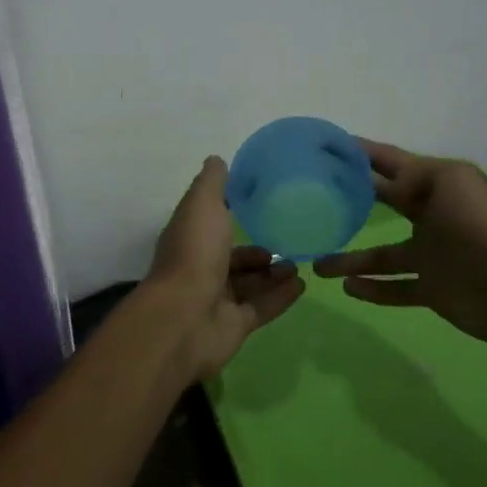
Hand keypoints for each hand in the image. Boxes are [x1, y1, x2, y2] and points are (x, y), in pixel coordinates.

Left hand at [145, 156, 305, 380]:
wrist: (185, 317)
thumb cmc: (194, 253)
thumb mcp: (202, 205)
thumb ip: (213, 183)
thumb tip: (217, 160)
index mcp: (190, 238)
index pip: (212, 223)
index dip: (232, 213)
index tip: (262, 204)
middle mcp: (201, 268)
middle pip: (233, 258)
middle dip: (258, 251)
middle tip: (289, 240)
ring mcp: (216, 300)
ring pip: (249, 283)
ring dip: (273, 273)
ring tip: (299, 264)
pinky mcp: (233, 326)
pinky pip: (261, 307)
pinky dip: (281, 296)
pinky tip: (302, 285)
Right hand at [313, 140, 486, 348]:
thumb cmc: (479, 228)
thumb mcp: (448, 182)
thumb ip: (413, 177)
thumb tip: (383, 184)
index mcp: (436, 184)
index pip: (391, 162)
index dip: (361, 152)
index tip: (326, 146)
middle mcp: (430, 216)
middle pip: (384, 203)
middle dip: (352, 196)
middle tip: (314, 195)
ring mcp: (430, 255)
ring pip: (380, 256)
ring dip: (350, 259)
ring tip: (317, 263)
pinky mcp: (432, 289)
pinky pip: (394, 288)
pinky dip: (372, 289)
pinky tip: (346, 288)